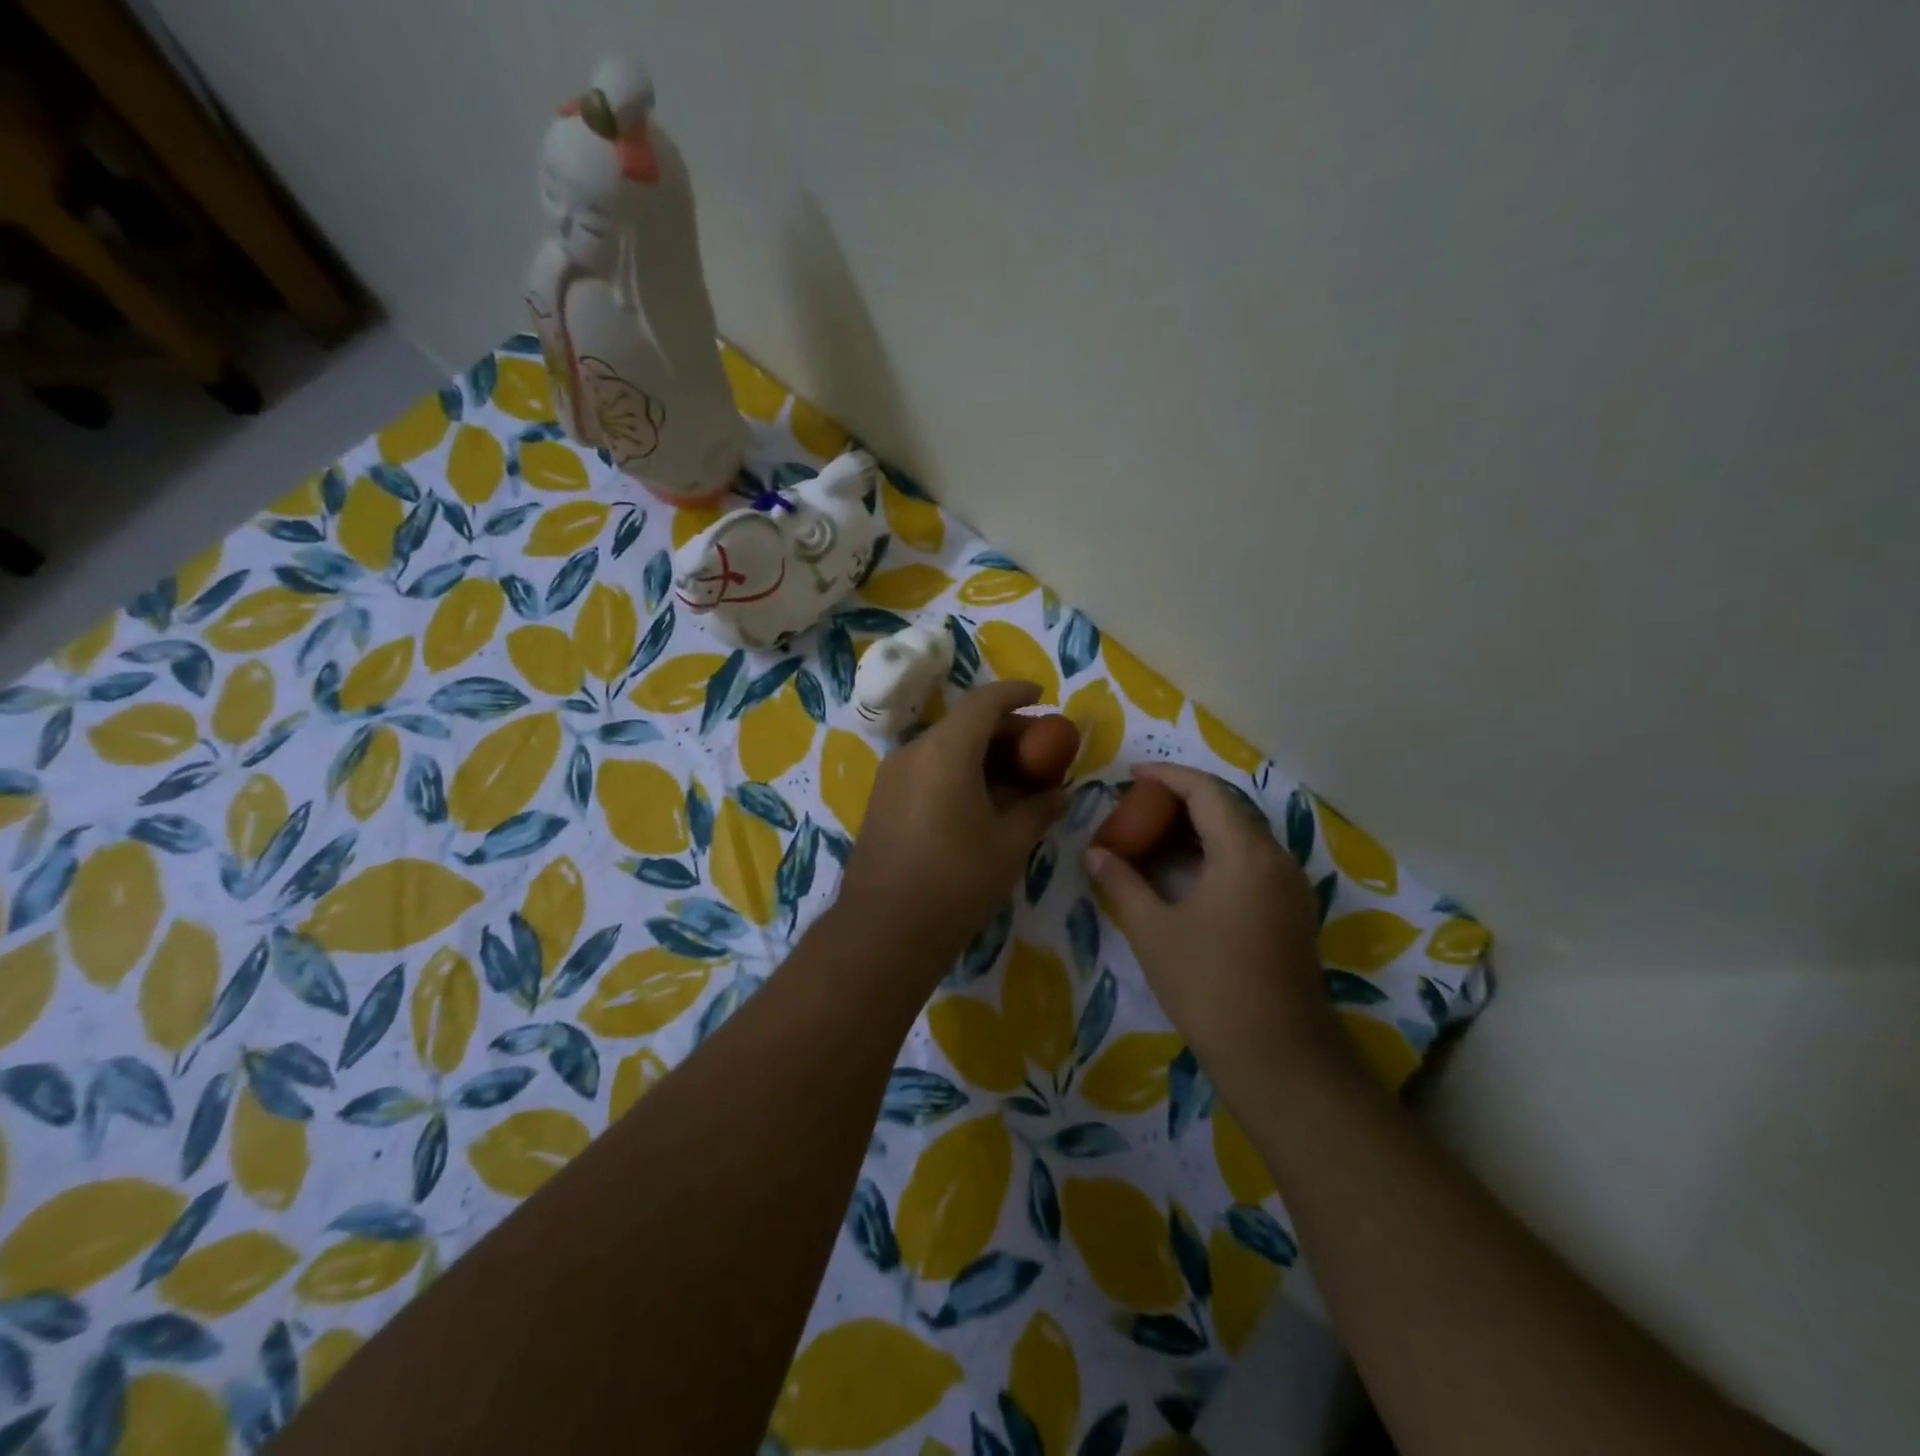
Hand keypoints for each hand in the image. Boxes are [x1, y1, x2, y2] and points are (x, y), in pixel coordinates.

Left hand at [835, 680, 1066, 969]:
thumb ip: (1037, 809)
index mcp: (945, 749)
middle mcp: (913, 751)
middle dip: (1005, 730)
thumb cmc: (956, 879)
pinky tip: (980, 800)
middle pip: (964, 723)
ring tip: (1015, 778)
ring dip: (981, 753)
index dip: (1016, 693)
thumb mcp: (1009, 844)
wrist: (884, 930)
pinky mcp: (883, 801)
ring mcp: (892, 776)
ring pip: (944, 747)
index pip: (985, 701)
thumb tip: (1059, 794)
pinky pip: (927, 770)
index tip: (1042, 696)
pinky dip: (958, 771)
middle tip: (1040, 750)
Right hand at [1084, 764, 1342, 1103]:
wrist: (1278, 1056)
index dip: (1167, 776)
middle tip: (1137, 808)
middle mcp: (1275, 858)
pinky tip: (1185, 874)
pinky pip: (1251, 862)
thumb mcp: (1153, 930)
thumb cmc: (1209, 985)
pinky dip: (1216, 854)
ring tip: (1154, 836)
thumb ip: (1122, 882)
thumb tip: (1094, 852)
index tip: (1132, 776)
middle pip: (1227, 809)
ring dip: (1199, 828)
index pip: (1206, 791)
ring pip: (1241, 837)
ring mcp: (1289, 886)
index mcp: (1245, 852)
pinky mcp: (1291, 912)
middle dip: (1181, 801)